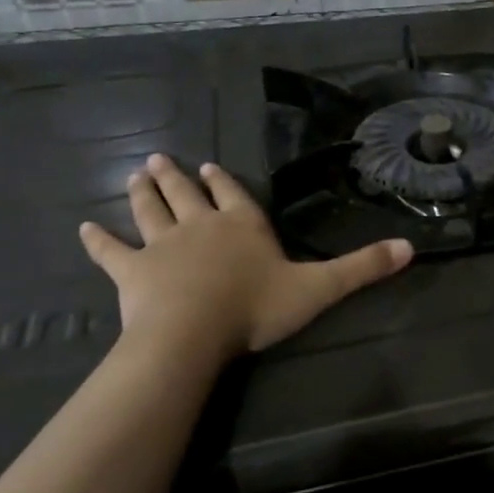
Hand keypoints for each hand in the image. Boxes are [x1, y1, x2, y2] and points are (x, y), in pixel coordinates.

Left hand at [79, 154, 412, 356]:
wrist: (193, 333)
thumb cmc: (256, 307)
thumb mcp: (319, 287)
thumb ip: (362, 268)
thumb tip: (411, 248)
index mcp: (243, 225)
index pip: (235, 196)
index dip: (223, 183)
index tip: (209, 166)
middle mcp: (202, 226)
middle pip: (187, 195)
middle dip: (176, 178)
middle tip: (160, 159)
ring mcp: (163, 246)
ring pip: (151, 212)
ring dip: (143, 193)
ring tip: (136, 174)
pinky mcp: (132, 272)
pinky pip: (111, 252)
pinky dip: (97, 240)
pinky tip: (82, 228)